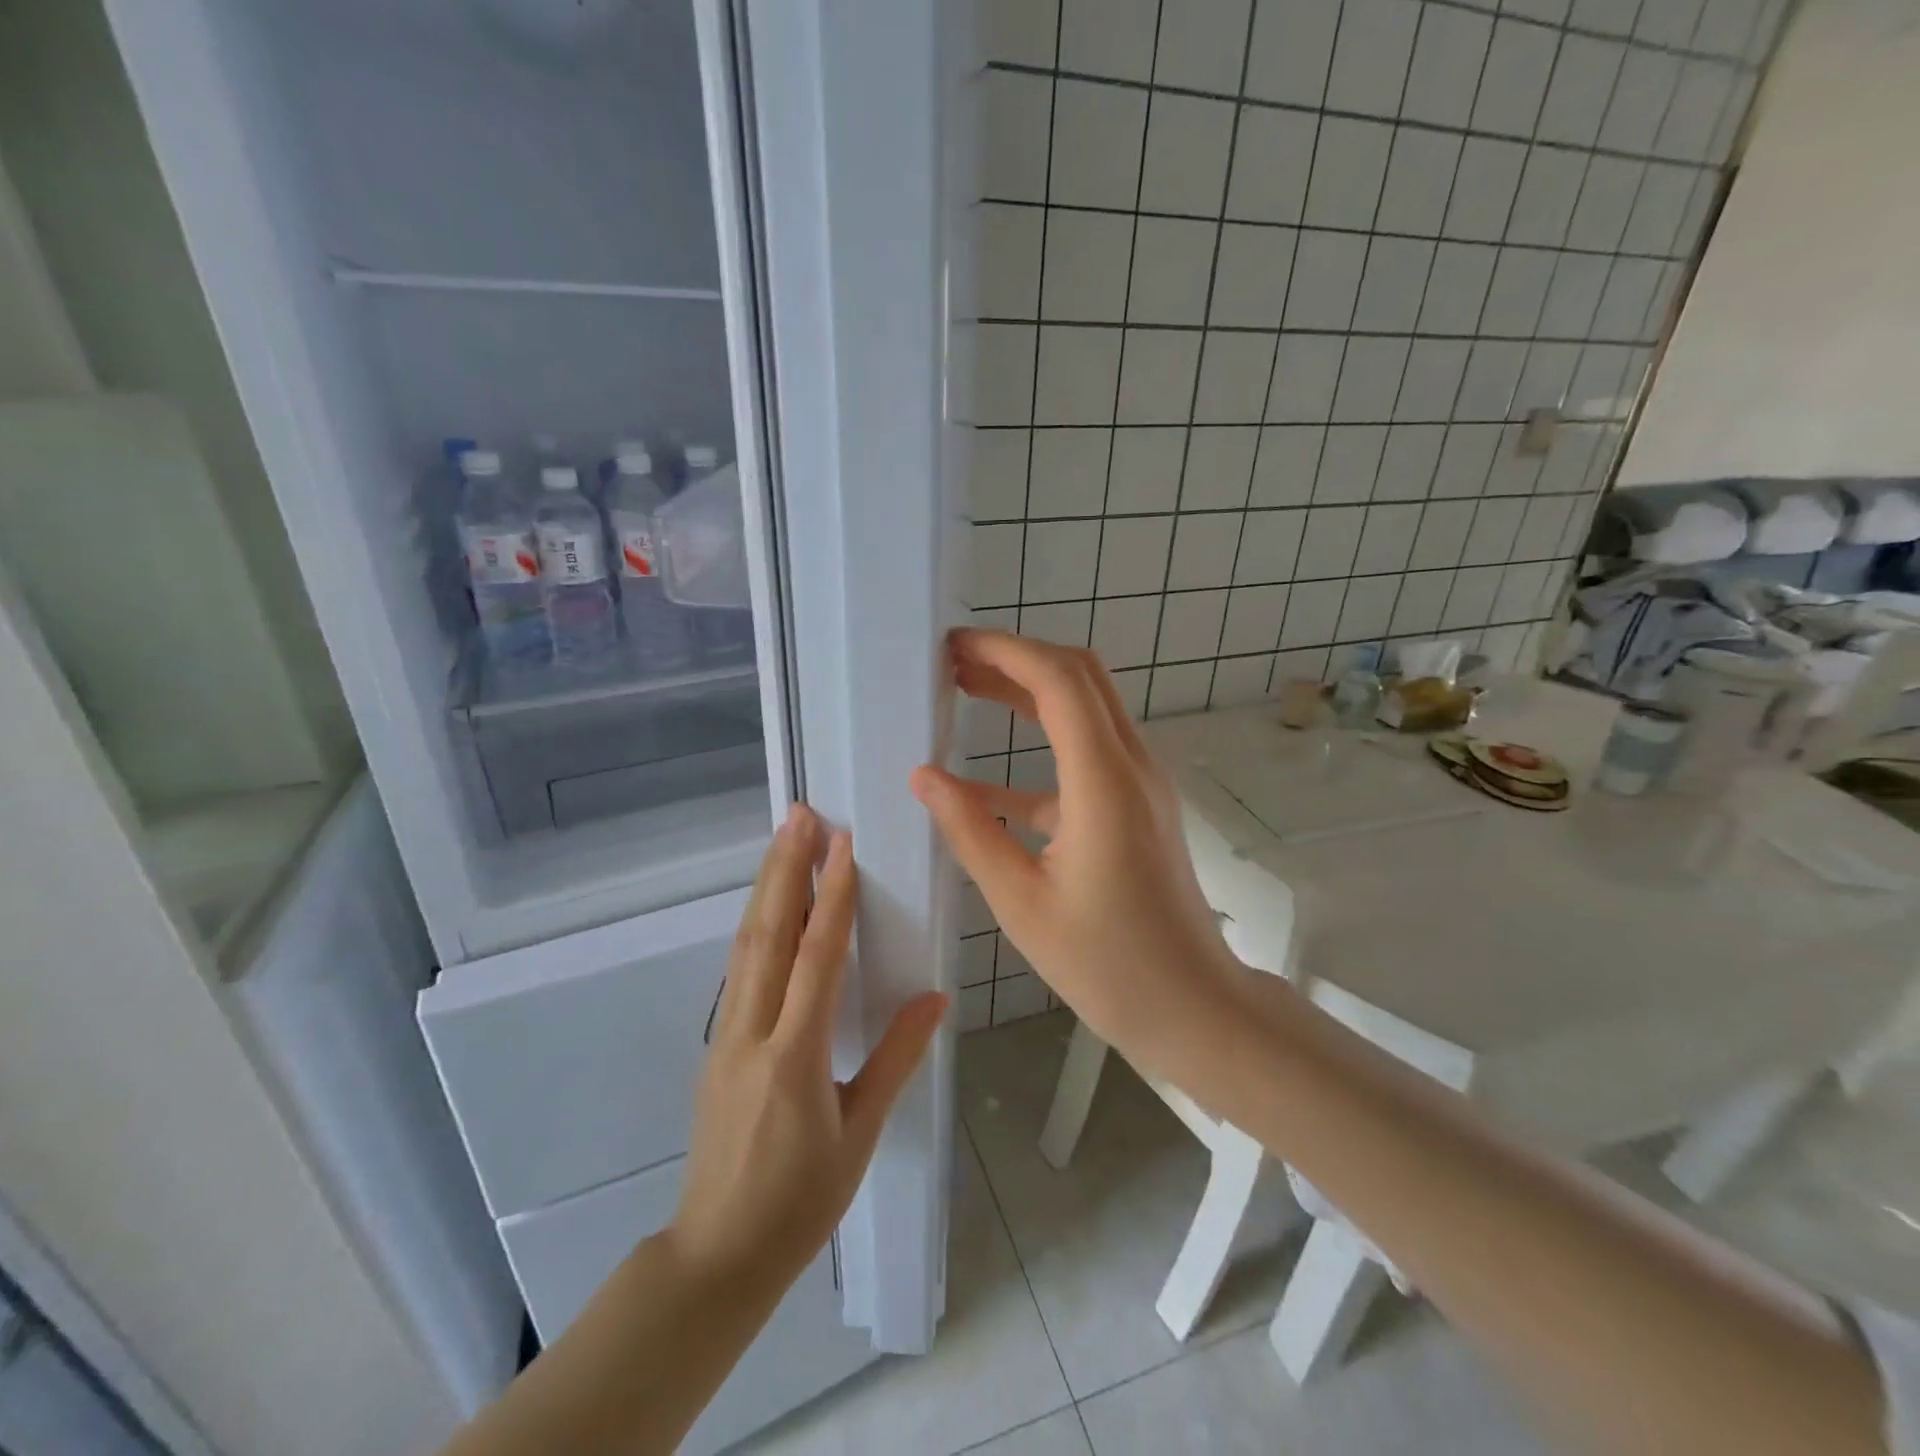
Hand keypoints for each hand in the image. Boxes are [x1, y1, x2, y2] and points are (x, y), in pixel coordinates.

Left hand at [668, 804, 947, 1290]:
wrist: (718, 1254)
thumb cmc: (800, 1200)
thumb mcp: (859, 1133)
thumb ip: (896, 1059)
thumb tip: (934, 999)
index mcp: (794, 1056)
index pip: (816, 958)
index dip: (832, 897)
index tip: (841, 845)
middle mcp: (752, 1033)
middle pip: (768, 935)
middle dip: (785, 870)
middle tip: (799, 816)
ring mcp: (726, 1035)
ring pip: (746, 946)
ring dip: (766, 888)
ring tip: (782, 841)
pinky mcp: (717, 1043)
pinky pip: (739, 969)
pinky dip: (756, 925)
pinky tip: (768, 906)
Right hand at [911, 629, 1248, 1076]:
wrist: (1193, 1006)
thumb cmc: (1107, 963)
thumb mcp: (1021, 901)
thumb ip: (970, 831)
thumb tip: (924, 776)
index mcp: (1103, 781)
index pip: (1058, 680)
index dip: (1005, 650)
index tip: (954, 647)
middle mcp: (1131, 765)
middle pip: (1080, 677)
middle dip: (1016, 658)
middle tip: (955, 663)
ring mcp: (1140, 784)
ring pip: (1086, 709)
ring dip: (1029, 693)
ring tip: (966, 692)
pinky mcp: (1137, 807)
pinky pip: (1087, 757)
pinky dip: (1040, 751)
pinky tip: (986, 782)